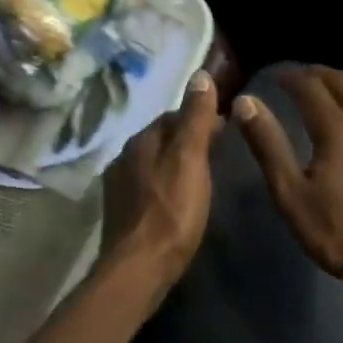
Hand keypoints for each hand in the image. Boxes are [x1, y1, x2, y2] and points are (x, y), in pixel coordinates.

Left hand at [102, 70, 221, 299]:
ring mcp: (118, 186)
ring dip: (173, 162)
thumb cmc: (172, 211)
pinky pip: (145, 186)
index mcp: (141, 140)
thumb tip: (200, 74)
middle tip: (216, 152)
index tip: (224, 127)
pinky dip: (163, 185)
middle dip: (185, 139)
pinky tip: (176, 200)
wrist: (139, 268)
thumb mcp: (191, 159)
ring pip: (152, 162)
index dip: (198, 118)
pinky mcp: (120, 212)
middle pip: (160, 138)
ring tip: (199, 176)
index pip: (172, 115)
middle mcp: (124, 157)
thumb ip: (196, 118)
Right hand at [233, 67, 342, 295]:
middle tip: (299, 77)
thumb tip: (246, 103)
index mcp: (336, 127)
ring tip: (332, 85)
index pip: (310, 87)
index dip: (290, 77)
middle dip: (318, 74)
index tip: (274, 76)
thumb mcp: (290, 193)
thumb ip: (268, 144)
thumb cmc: (337, 230)